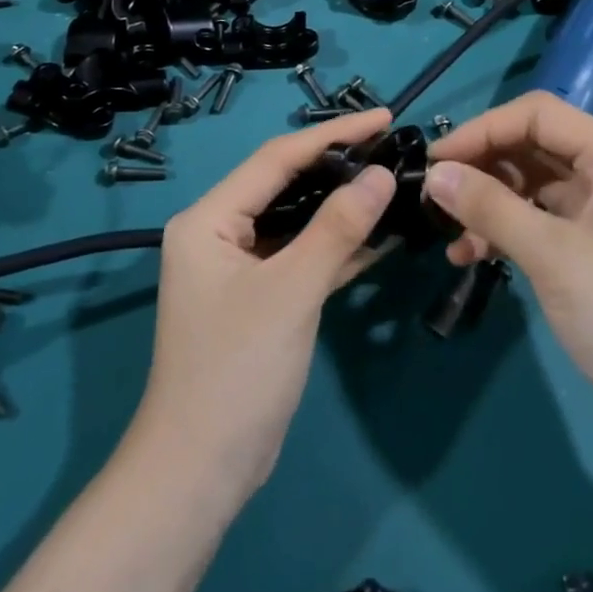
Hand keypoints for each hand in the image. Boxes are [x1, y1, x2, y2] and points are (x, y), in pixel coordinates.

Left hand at [130, 109, 396, 499]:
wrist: (200, 473)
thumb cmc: (236, 370)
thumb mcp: (292, 290)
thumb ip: (338, 227)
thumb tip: (383, 174)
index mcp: (209, 218)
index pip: (277, 157)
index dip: (333, 134)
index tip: (384, 118)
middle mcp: (219, 232)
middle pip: (285, 182)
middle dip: (338, 165)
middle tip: (391, 147)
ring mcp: (239, 266)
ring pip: (297, 219)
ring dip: (341, 205)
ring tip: (392, 181)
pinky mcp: (260, 297)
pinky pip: (301, 255)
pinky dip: (336, 246)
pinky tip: (381, 235)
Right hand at [425, 92, 592, 450]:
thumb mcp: (552, 255)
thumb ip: (489, 206)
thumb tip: (434, 173)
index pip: (537, 114)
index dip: (482, 129)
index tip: (436, 159)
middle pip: (534, 147)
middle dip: (483, 167)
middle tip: (435, 194)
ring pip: (534, 186)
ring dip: (490, 205)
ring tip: (449, 234)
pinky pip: (543, 222)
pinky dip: (508, 233)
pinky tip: (471, 257)